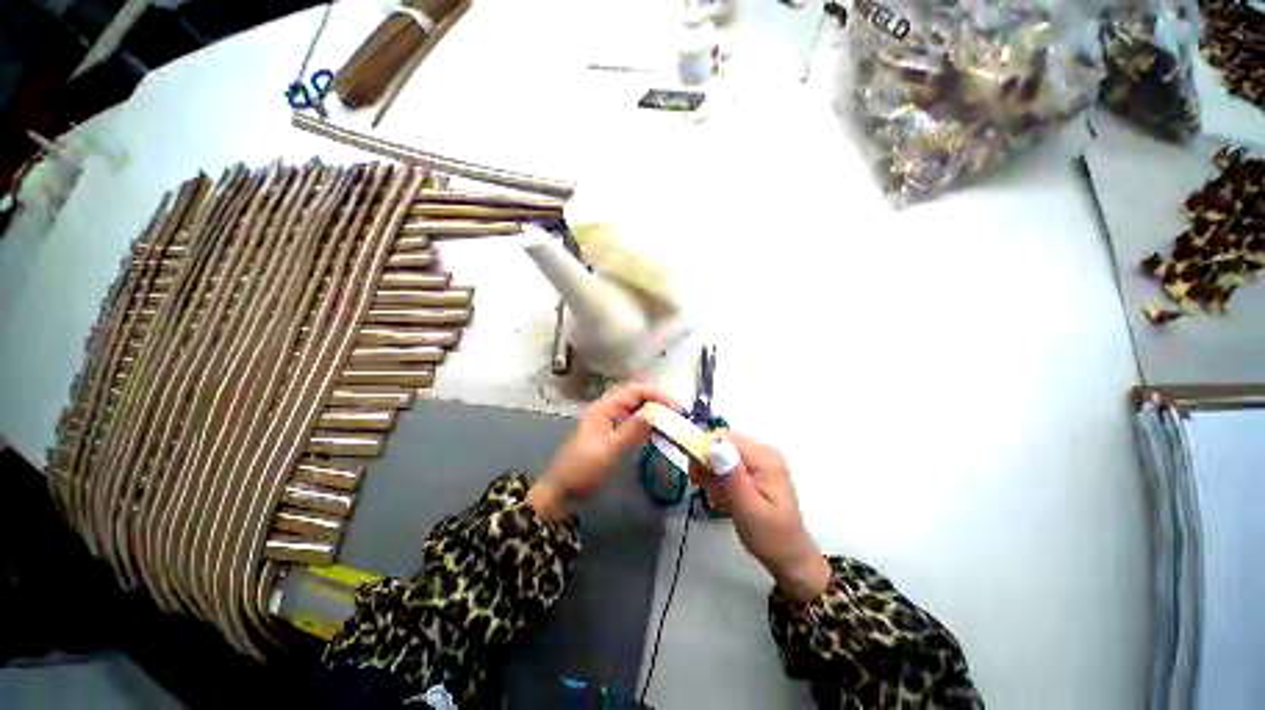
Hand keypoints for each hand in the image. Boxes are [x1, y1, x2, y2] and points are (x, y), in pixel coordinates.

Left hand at [527, 382, 677, 521]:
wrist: (562, 491)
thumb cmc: (584, 469)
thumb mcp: (610, 449)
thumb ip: (633, 430)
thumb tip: (657, 412)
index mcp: (605, 407)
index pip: (635, 390)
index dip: (657, 394)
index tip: (677, 407)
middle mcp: (608, 409)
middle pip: (637, 396)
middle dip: (658, 401)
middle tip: (679, 414)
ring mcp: (610, 421)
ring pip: (636, 409)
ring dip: (654, 412)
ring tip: (673, 421)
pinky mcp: (612, 434)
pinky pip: (633, 422)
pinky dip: (647, 424)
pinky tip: (659, 432)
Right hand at [693, 431, 830, 602]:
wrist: (790, 558)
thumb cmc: (770, 537)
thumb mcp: (748, 509)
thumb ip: (731, 475)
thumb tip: (714, 444)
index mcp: (764, 457)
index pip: (724, 437)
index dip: (704, 451)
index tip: (697, 476)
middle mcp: (762, 451)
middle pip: (721, 443)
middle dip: (708, 465)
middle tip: (707, 491)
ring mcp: (759, 460)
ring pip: (721, 453)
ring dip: (712, 474)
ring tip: (719, 499)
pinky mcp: (754, 469)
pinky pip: (727, 464)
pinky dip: (719, 479)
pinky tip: (724, 498)